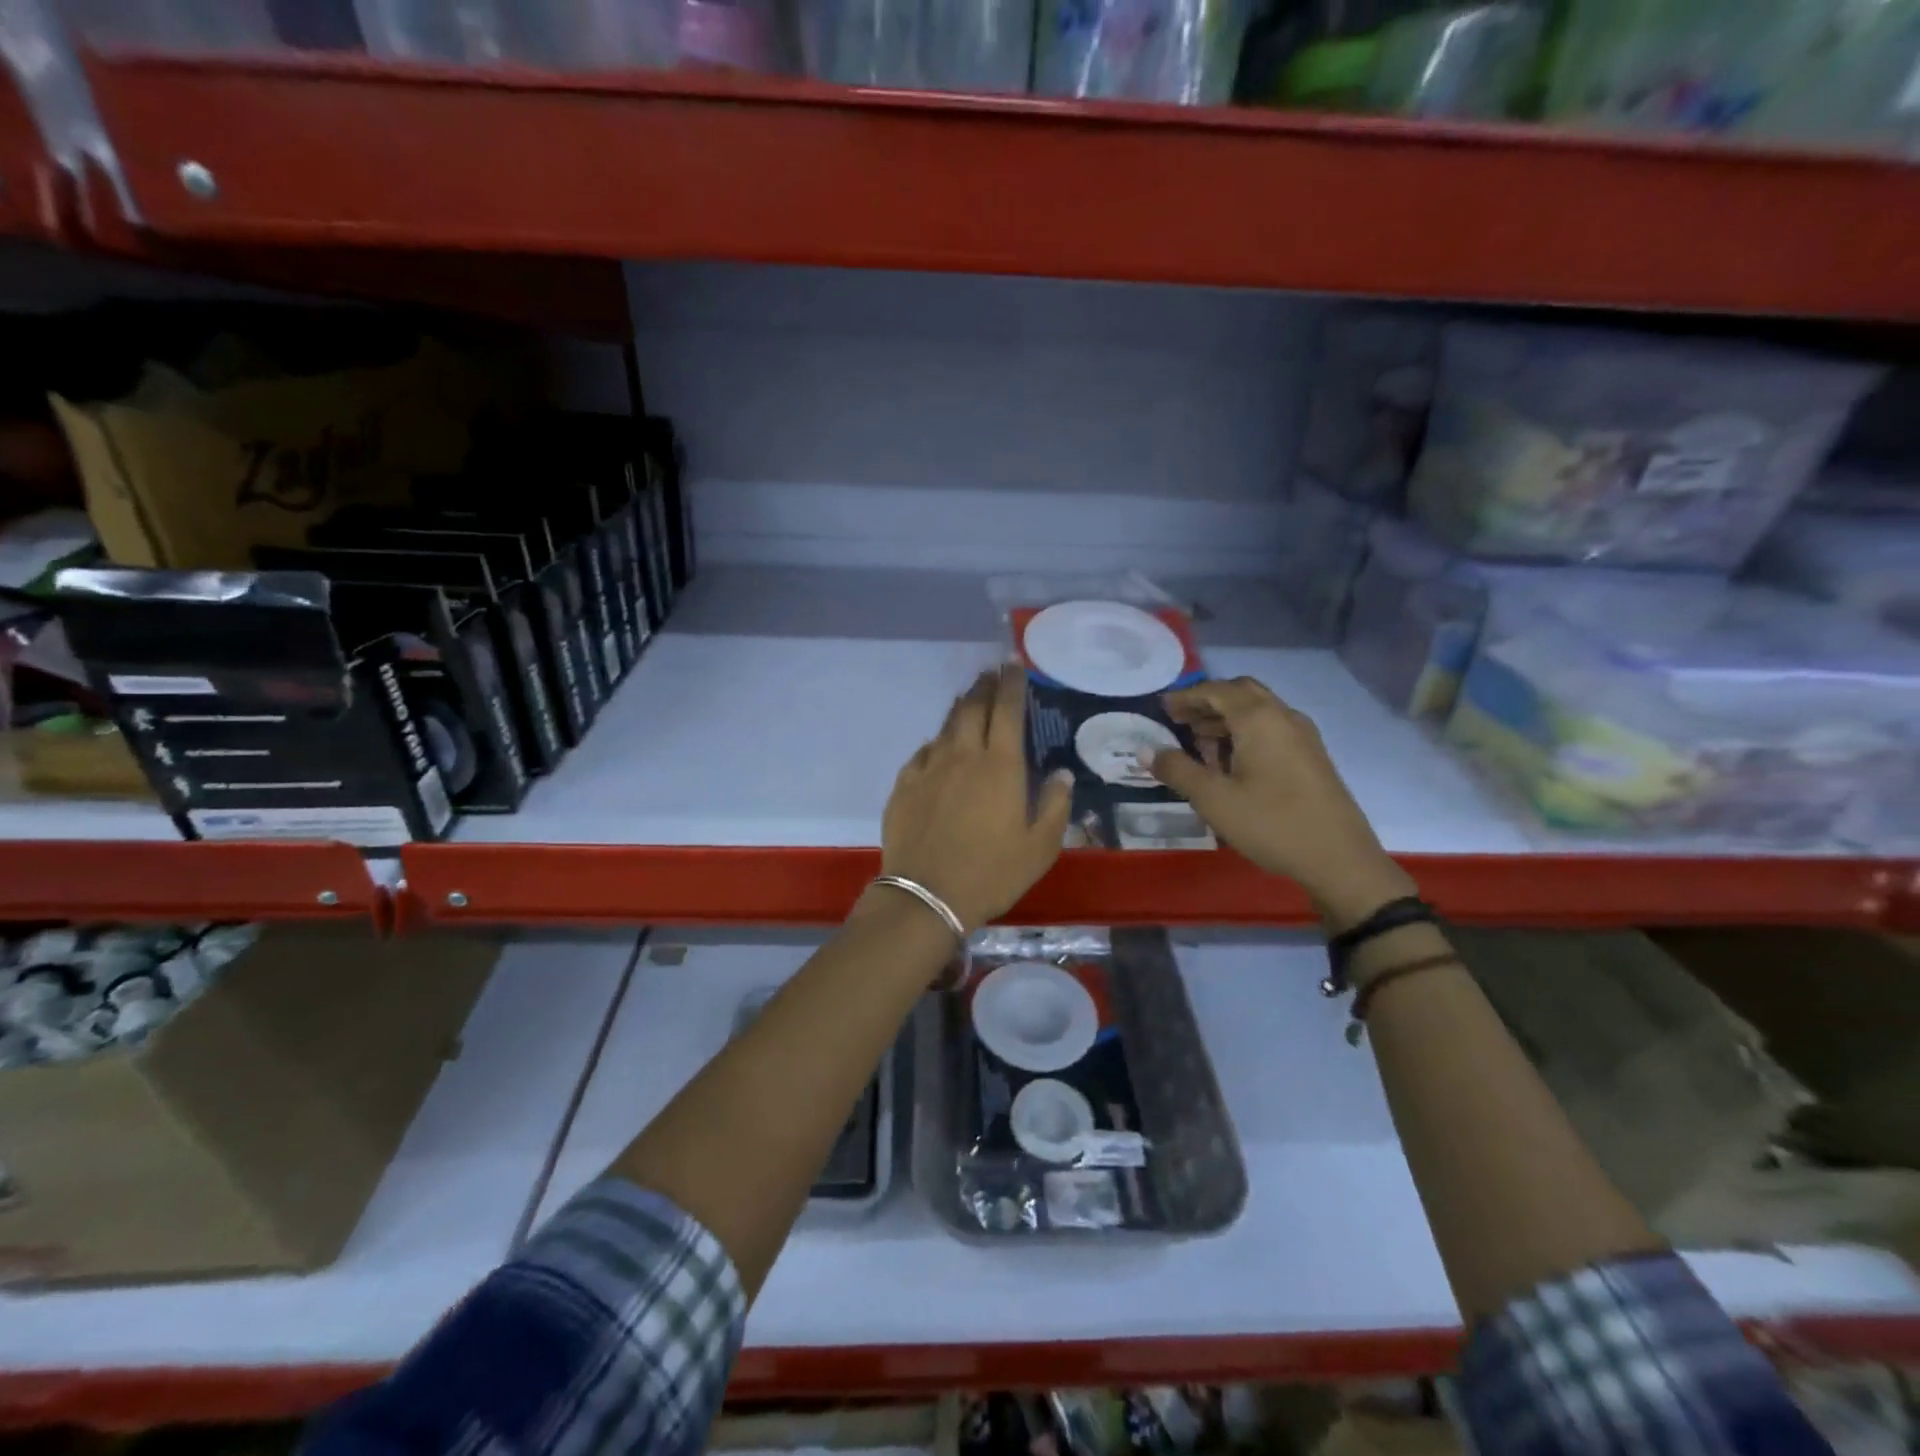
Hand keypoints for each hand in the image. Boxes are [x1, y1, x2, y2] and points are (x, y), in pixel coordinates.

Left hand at [881, 664, 1074, 932]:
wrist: (926, 896)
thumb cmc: (992, 873)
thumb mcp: (1040, 847)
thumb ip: (1055, 805)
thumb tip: (1061, 773)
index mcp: (1000, 766)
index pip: (1008, 710)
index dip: (1012, 684)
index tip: (1014, 664)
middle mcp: (963, 756)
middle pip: (973, 708)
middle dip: (984, 686)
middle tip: (991, 674)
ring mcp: (929, 768)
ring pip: (946, 726)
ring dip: (960, 708)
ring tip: (969, 699)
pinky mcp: (904, 785)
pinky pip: (923, 752)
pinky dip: (936, 742)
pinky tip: (938, 747)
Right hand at [1148, 677, 1414, 927]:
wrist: (1339, 859)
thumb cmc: (1271, 823)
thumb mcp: (1214, 799)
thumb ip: (1177, 769)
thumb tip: (1146, 749)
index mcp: (1259, 719)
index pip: (1216, 690)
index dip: (1186, 696)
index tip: (1162, 707)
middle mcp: (1283, 717)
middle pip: (1241, 693)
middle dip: (1208, 702)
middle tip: (1180, 720)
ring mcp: (1303, 736)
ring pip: (1259, 711)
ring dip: (1227, 718)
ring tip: (1199, 743)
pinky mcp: (1312, 757)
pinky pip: (1272, 729)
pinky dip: (1246, 732)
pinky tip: (1232, 763)